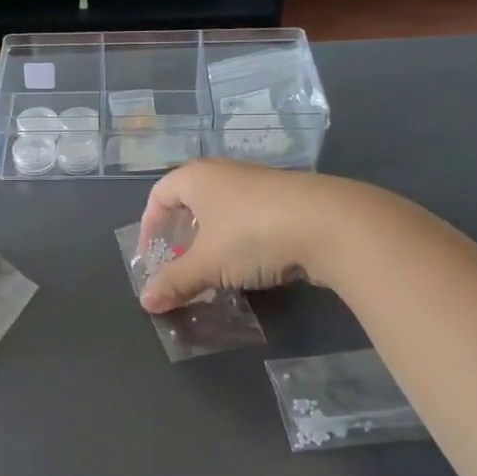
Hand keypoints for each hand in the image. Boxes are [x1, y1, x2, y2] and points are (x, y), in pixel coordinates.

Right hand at [137, 159, 379, 311]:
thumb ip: (176, 281)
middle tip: (180, 263)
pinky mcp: (287, 199)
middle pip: (190, 201)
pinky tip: (251, 265)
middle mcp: (225, 172)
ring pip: (223, 210)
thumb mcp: (208, 264)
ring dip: (212, 239)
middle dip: (181, 234)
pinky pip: (250, 218)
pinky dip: (241, 240)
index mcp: (197, 177)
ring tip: (214, 269)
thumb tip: (146, 302)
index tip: (151, 257)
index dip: (149, 226)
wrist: (331, 223)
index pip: (158, 195)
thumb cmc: (253, 234)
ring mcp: (259, 183)